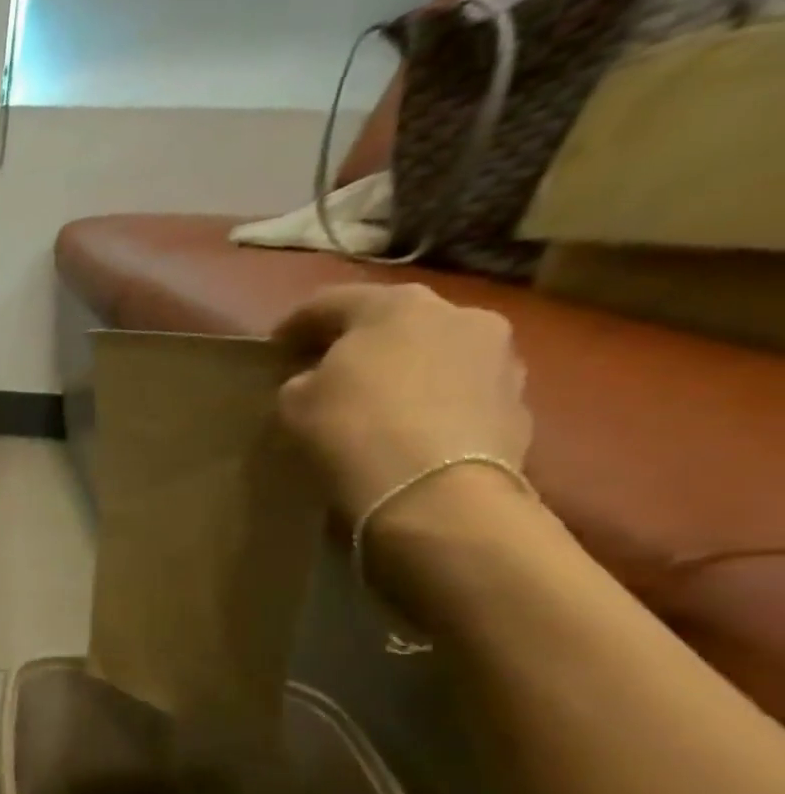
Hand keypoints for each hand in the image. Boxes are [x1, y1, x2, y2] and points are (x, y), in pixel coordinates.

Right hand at [274, 283, 533, 520]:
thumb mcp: (295, 403)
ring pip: (436, 354)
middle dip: (361, 342)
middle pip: (395, 322)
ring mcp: (499, 357)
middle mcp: (458, 314)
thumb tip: (316, 381)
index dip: (297, 322)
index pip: (332, 301)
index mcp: (396, 305)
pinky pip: (461, 393)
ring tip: (377, 402)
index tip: (275, 346)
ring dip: (406, 370)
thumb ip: (303, 381)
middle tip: (329, 370)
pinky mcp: (519, 402)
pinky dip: (434, 403)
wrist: (436, 492)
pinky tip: (410, 430)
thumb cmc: (353, 431)